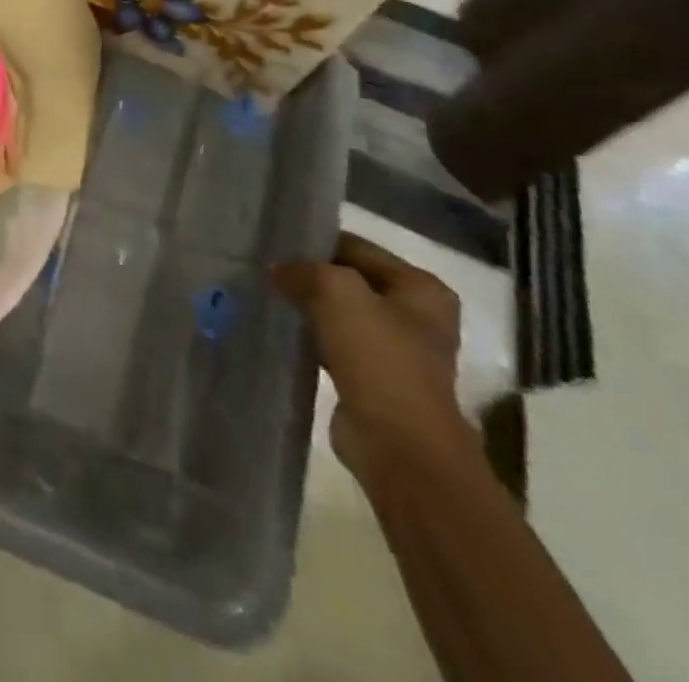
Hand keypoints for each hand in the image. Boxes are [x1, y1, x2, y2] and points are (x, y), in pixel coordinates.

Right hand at [273, 233, 470, 476]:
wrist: (399, 445)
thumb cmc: (379, 358)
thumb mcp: (337, 291)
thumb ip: (305, 269)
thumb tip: (279, 271)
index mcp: (422, 288)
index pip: (356, 247)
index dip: (315, 243)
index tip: (274, 244)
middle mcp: (416, 316)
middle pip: (350, 280)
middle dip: (311, 276)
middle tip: (267, 270)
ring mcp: (397, 352)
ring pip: (340, 314)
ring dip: (309, 308)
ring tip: (268, 296)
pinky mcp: (375, 381)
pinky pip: (335, 345)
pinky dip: (311, 338)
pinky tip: (282, 332)